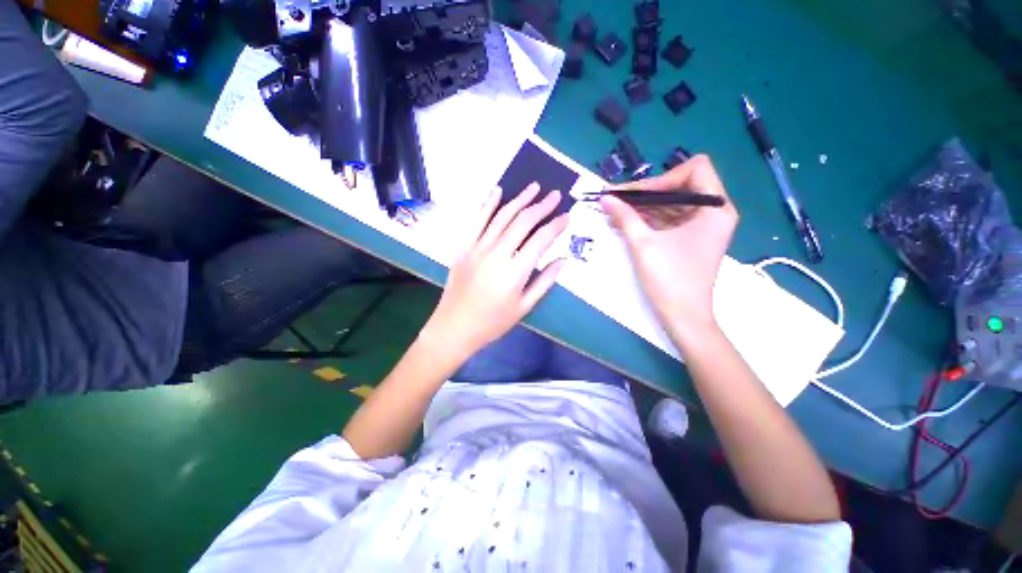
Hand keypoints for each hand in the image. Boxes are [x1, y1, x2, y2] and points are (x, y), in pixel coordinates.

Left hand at [422, 183, 568, 358]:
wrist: (455, 326)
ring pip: (501, 215)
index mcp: (515, 271)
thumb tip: (563, 260)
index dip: (556, 226)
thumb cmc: (493, 322)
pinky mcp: (463, 246)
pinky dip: (487, 203)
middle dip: (542, 206)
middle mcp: (497, 253)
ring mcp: (477, 247)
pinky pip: (476, 220)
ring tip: (534, 186)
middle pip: (523, 221)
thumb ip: (545, 281)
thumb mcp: (524, 307)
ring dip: (519, 198)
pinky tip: (497, 191)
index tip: (567, 216)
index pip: (541, 240)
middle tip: (555, 194)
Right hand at [600, 155, 737, 341]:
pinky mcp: (690, 238)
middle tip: (615, 199)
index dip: (663, 178)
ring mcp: (702, 226)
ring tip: (613, 210)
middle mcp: (713, 211)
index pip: (695, 169)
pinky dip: (647, 218)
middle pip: (679, 185)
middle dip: (646, 192)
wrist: (683, 316)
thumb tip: (605, 197)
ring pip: (670, 203)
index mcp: (715, 208)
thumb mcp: (643, 244)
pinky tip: (624, 221)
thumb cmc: (669, 279)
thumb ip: (624, 216)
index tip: (636, 195)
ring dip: (642, 206)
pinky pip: (668, 218)